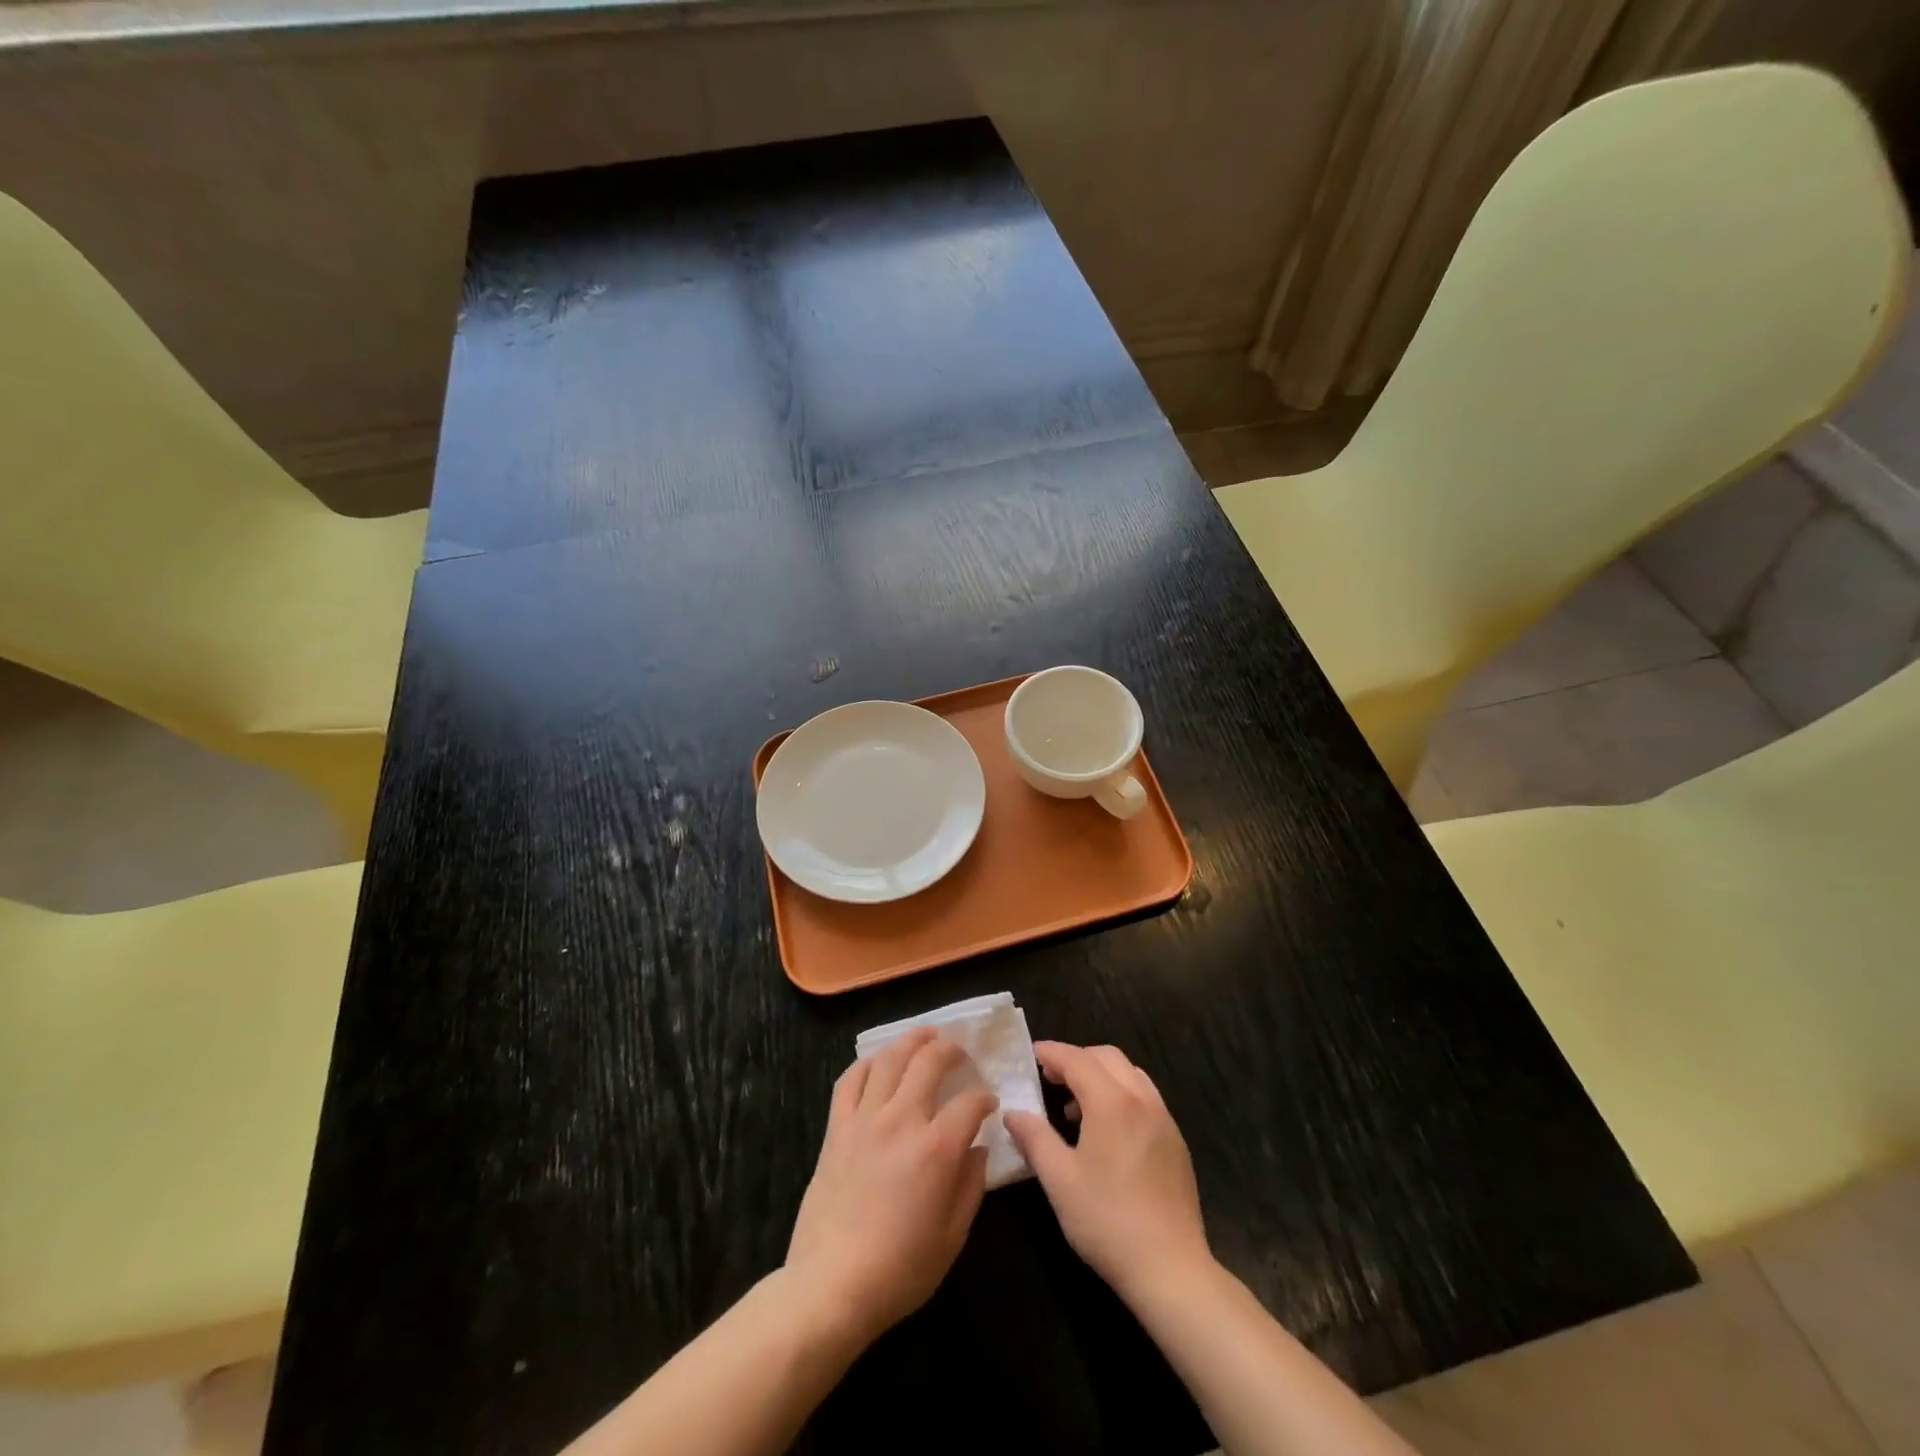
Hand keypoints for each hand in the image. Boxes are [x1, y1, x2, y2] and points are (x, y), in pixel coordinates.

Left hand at [785, 1029, 996, 1346]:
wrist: (831, 1285)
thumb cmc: (900, 1269)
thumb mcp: (953, 1237)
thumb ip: (971, 1186)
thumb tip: (979, 1150)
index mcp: (936, 1148)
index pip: (970, 1103)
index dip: (984, 1099)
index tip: (988, 1105)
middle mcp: (901, 1120)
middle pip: (929, 1061)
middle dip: (950, 1049)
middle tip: (960, 1052)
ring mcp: (865, 1119)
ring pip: (889, 1059)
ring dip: (911, 1041)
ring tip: (925, 1037)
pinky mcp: (836, 1128)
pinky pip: (850, 1080)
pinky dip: (867, 1064)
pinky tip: (878, 1062)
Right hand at [1003, 1041, 1213, 1302]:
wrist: (1171, 1269)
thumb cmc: (1107, 1221)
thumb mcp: (1059, 1180)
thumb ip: (1034, 1138)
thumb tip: (1013, 1112)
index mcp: (1112, 1102)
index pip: (1077, 1059)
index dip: (1052, 1053)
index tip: (1031, 1054)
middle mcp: (1142, 1100)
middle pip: (1107, 1057)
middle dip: (1077, 1059)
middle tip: (1050, 1078)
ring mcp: (1164, 1120)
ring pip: (1130, 1074)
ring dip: (1101, 1075)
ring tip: (1076, 1106)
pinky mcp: (1176, 1142)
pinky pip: (1146, 1098)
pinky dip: (1121, 1094)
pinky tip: (1107, 1132)